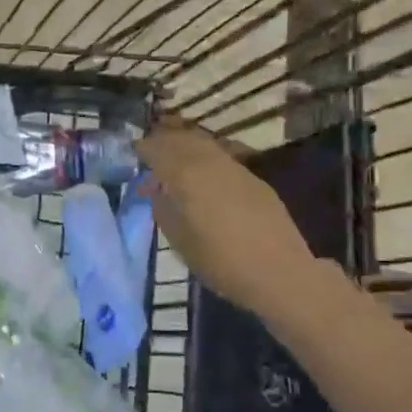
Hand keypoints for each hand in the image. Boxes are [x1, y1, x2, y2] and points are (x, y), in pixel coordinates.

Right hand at [138, 122, 316, 320]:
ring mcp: (235, 167)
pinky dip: (206, 157)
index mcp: (185, 174)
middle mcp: (209, 162)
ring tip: (175, 157)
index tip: (134, 152)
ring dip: (186, 145)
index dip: (143, 148)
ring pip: (204, 144)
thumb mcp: (178, 239)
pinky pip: (222, 157)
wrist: (278, 272)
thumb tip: (156, 189)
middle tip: (151, 149)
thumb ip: (163, 207)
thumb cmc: (219, 261)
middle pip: (181, 139)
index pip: (157, 149)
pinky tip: (204, 173)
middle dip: (164, 140)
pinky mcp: (254, 178)